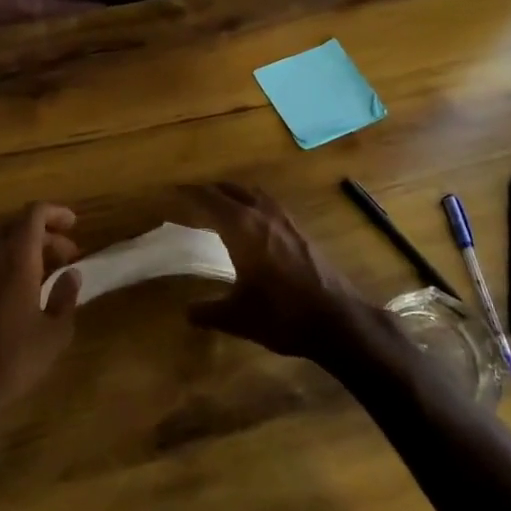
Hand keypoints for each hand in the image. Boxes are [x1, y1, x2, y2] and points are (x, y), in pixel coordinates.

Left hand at [0, 203, 81, 412]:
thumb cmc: (15, 358)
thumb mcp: (55, 332)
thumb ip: (66, 296)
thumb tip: (71, 273)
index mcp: (16, 258)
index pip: (33, 214)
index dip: (55, 213)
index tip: (73, 224)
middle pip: (13, 225)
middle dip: (42, 233)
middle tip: (65, 254)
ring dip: (18, 247)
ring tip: (40, 270)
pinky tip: (10, 291)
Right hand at [183, 183, 385, 363]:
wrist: (337, 320)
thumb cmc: (281, 315)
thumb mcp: (237, 318)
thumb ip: (208, 312)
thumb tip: (187, 312)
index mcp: (242, 228)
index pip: (210, 199)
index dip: (190, 193)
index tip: (173, 191)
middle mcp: (262, 215)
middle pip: (232, 190)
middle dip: (211, 190)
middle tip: (193, 196)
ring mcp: (286, 221)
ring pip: (254, 194)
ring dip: (235, 194)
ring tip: (222, 204)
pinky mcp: (301, 232)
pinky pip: (270, 206)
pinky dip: (254, 205)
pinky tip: (254, 224)